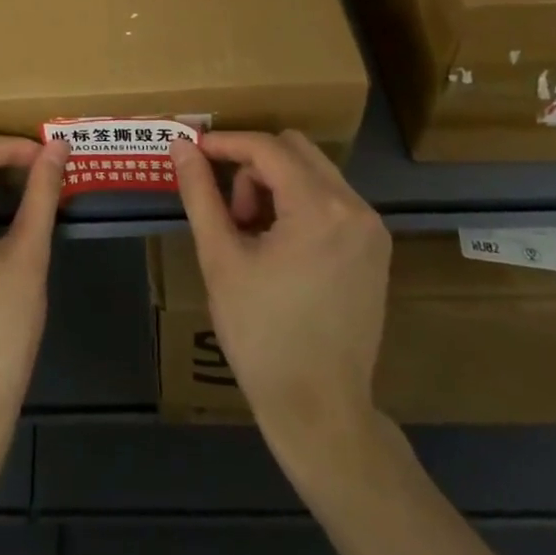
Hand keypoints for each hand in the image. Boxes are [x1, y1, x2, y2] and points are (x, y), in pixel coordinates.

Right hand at [170, 131, 390, 452]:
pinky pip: (330, 198)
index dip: (226, 143)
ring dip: (275, 184)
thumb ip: (200, 193)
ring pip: (312, 171)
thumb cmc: (262, 335)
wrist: (320, 411)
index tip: (194, 152)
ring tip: (251, 234)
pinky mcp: (375, 248)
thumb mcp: (220, 259)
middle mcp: (355, 208)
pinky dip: (298, 203)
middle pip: (294, 150)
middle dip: (252, 165)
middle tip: (231, 213)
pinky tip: (279, 245)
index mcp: (320, 209)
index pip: (267, 148)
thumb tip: (180, 145)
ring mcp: (372, 229)